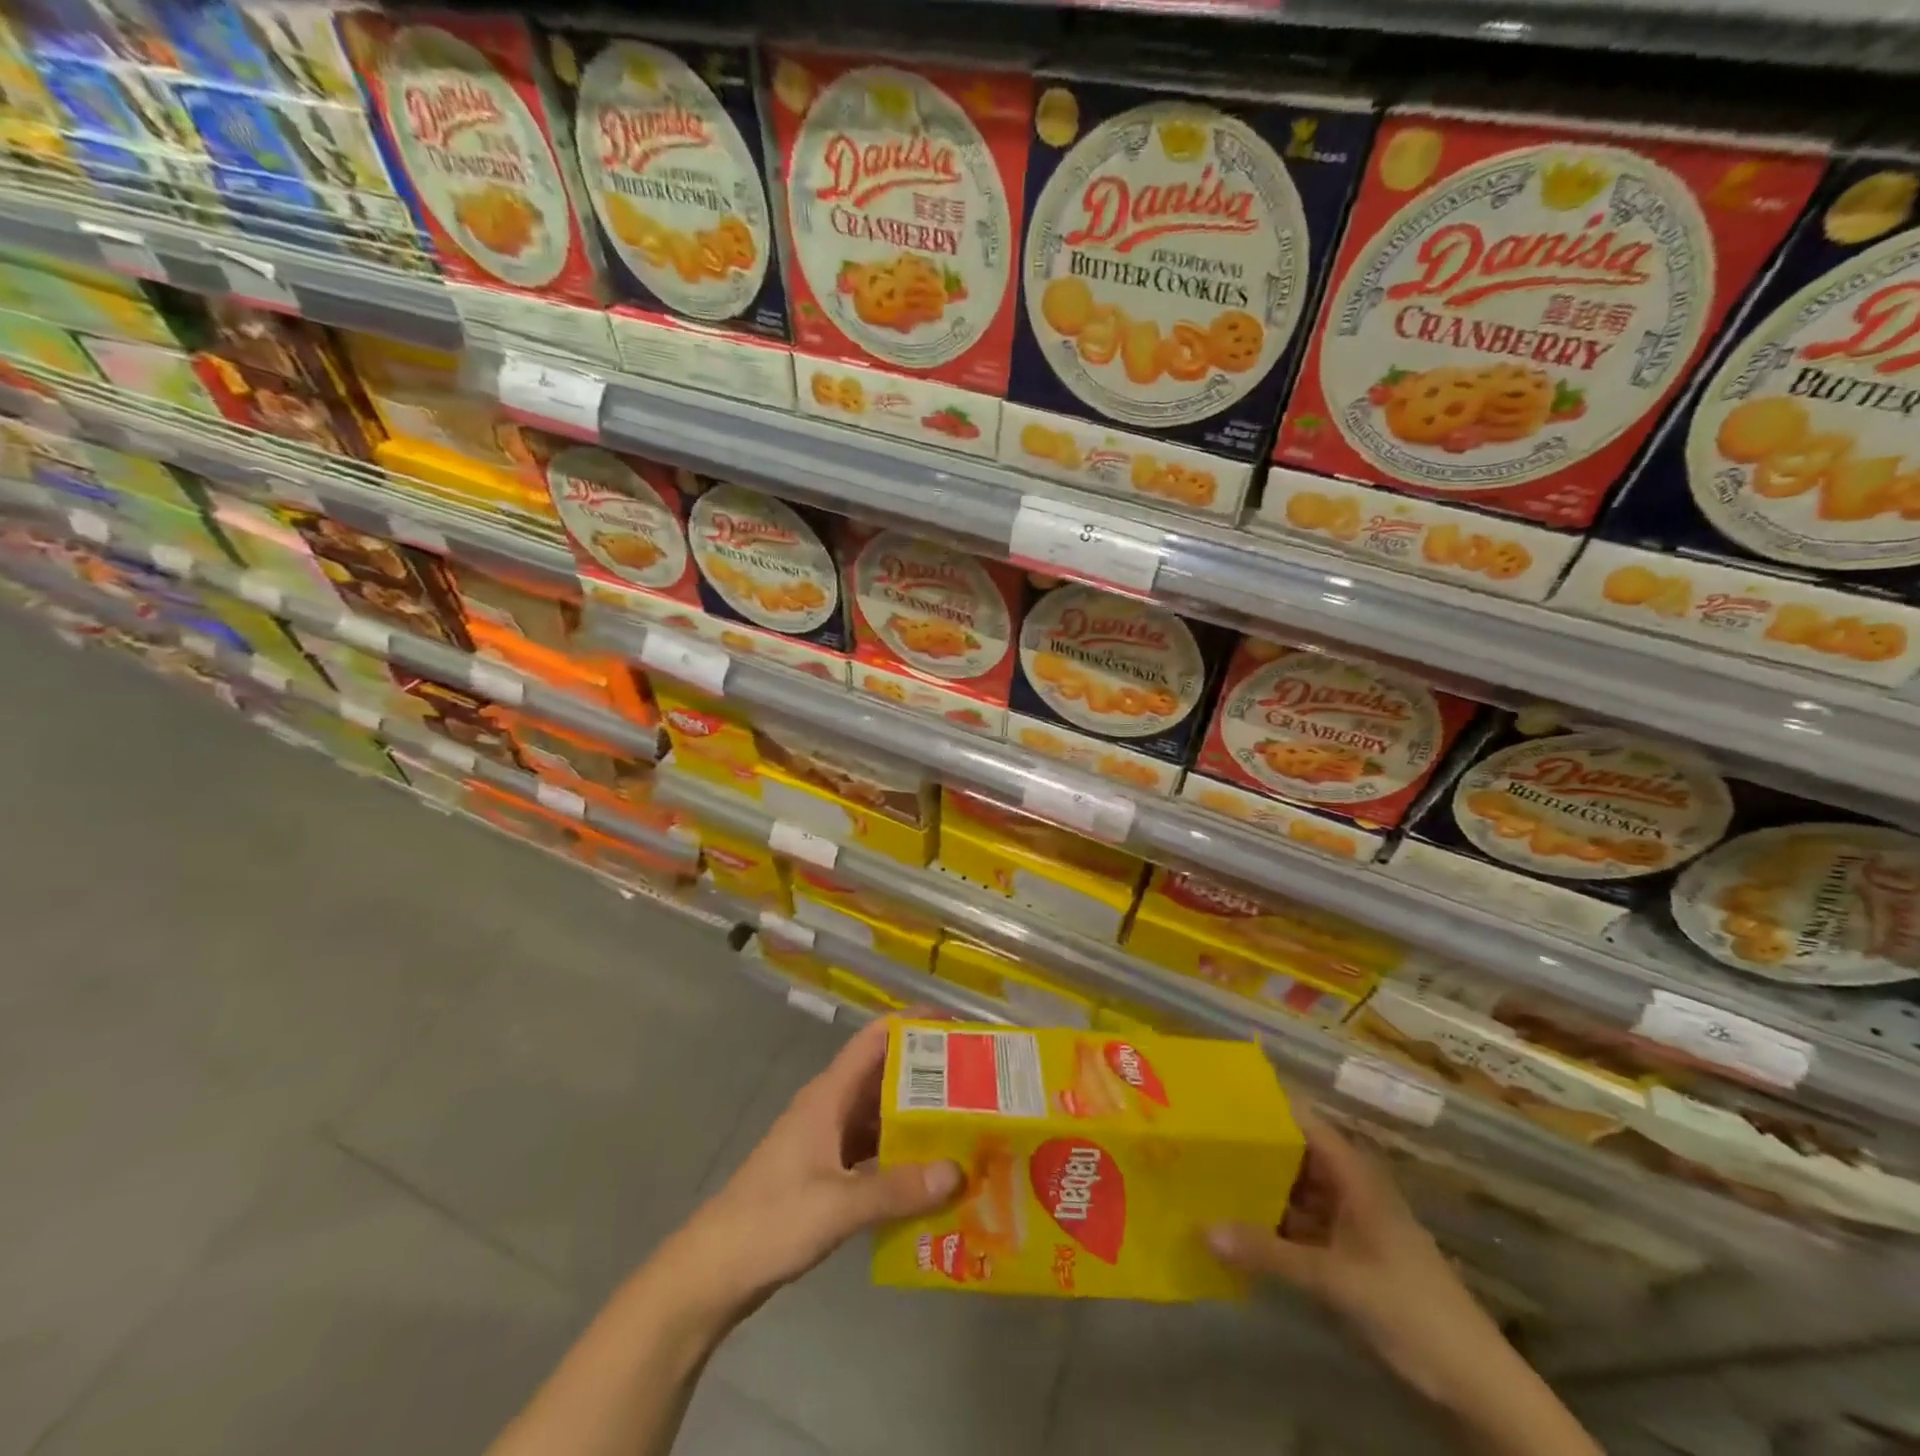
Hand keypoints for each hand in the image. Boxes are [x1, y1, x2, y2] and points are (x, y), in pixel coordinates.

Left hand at [675, 1017, 962, 1322]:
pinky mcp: (827, 1173)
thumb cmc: (770, 1221)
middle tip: (979, 1084)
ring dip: (918, 1120)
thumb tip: (958, 1171)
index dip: (914, 1023)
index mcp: (829, 1095)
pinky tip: (932, 1178)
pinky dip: (902, 1157)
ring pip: (882, 1116)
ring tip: (967, 1128)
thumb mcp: (837, 1205)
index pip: (876, 1038)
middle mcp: (831, 1108)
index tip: (958, 1025)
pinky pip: (874, 1152)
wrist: (711, 1272)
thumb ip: (896, 1189)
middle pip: (885, 1076)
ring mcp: (827, 1141)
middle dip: (929, 1076)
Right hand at [1206, 1110, 1510, 1409]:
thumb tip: (1201, 1228)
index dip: (1266, 1106)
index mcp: (1355, 1175)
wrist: (1478, 1384)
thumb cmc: (1409, 1309)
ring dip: (1261, 1187)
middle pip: (1295, 1154)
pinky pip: (1303, 1225)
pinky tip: (1239, 1225)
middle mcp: (1352, 1188)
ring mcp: (1352, 1223)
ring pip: (1297, 1191)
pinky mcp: (1351, 1255)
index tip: (1219, 1096)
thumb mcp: (1334, 1280)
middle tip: (1201, 1137)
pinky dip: (1274, 1223)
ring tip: (1209, 1174)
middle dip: (1253, 1148)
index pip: (1304, 1121)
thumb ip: (1268, 1253)